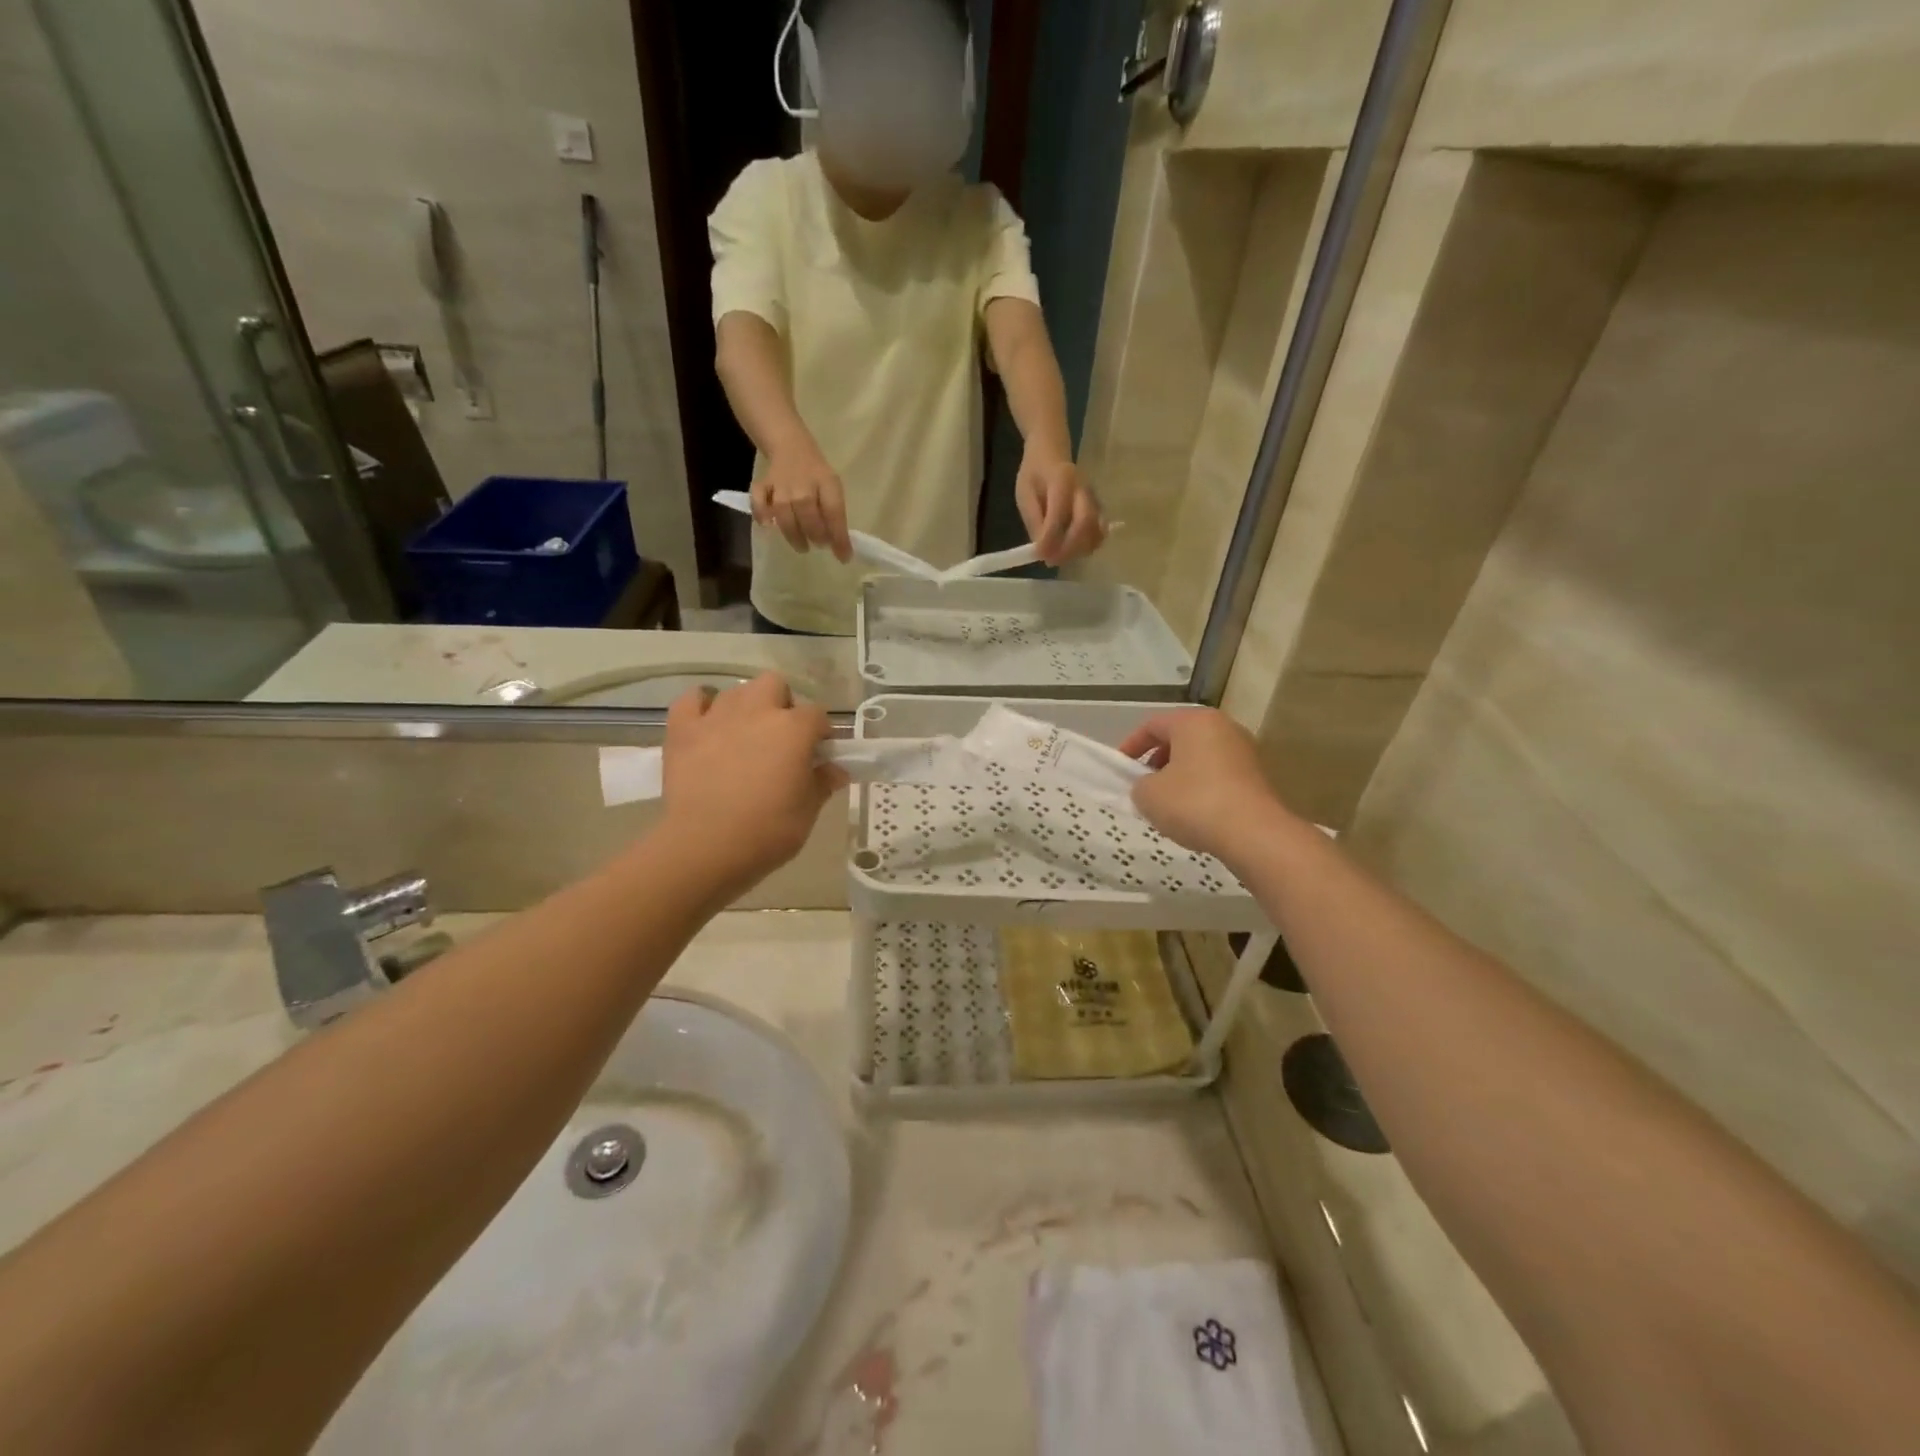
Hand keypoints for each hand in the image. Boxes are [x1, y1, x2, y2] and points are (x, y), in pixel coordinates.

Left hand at [661, 675, 844, 894]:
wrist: (705, 847)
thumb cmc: (767, 831)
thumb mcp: (807, 812)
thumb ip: (823, 784)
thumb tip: (836, 770)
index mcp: (793, 729)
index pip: (817, 715)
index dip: (820, 733)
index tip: (817, 755)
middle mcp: (757, 712)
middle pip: (775, 685)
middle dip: (781, 704)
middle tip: (780, 738)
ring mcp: (717, 717)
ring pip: (736, 691)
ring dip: (745, 707)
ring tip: (743, 736)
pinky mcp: (683, 730)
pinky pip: (692, 699)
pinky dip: (701, 706)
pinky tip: (707, 725)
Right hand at [751, 438, 852, 562]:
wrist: (791, 446)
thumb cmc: (816, 474)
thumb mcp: (832, 488)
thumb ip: (835, 514)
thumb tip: (838, 545)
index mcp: (826, 483)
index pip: (834, 514)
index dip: (839, 538)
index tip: (844, 557)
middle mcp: (803, 486)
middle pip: (809, 518)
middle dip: (816, 536)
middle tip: (819, 544)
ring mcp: (780, 486)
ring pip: (785, 516)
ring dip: (794, 535)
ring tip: (802, 545)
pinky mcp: (762, 486)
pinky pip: (759, 503)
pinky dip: (761, 514)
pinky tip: (768, 524)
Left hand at [1015, 450, 1105, 566]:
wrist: (1052, 451)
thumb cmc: (1035, 472)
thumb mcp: (1025, 493)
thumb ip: (1034, 520)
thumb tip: (1042, 550)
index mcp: (1062, 479)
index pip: (1060, 513)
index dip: (1050, 538)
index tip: (1040, 555)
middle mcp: (1084, 489)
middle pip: (1085, 523)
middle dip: (1069, 548)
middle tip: (1052, 560)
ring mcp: (1094, 499)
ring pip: (1095, 530)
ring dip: (1079, 550)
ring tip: (1060, 556)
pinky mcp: (1098, 509)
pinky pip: (1098, 532)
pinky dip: (1087, 546)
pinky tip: (1072, 550)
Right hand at [1117, 710, 1293, 866]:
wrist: (1254, 833)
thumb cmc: (1193, 803)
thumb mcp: (1148, 795)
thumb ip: (1139, 784)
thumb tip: (1150, 786)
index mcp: (1193, 721)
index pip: (1152, 725)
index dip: (1130, 746)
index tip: (1120, 769)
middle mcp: (1222, 727)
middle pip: (1179, 738)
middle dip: (1157, 760)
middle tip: (1143, 785)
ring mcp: (1244, 750)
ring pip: (1200, 757)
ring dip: (1179, 775)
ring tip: (1167, 803)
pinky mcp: (1257, 775)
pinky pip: (1218, 774)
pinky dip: (1201, 787)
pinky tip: (1194, 813)